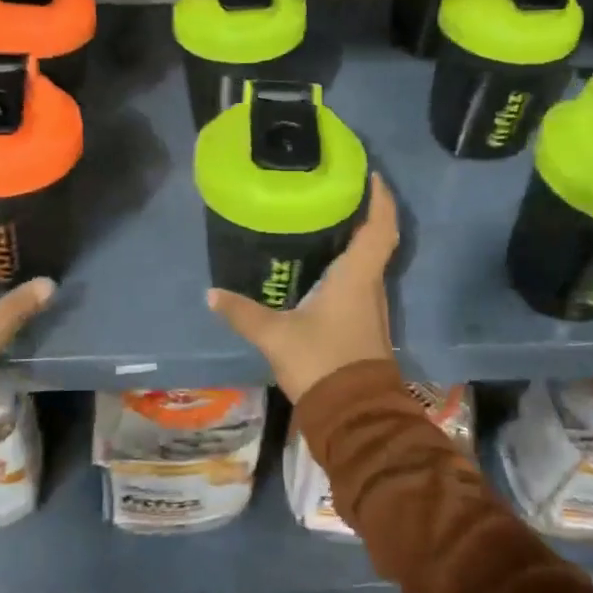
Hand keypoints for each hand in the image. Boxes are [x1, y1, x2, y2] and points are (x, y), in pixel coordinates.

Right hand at [206, 172, 398, 403]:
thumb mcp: (276, 336)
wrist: (354, 417)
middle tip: (335, 194)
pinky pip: (359, 284)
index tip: (371, 175)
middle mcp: (371, 287)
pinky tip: (321, 270)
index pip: (380, 228)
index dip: (381, 199)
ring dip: (355, 242)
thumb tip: (211, 294)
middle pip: (376, 242)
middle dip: (363, 215)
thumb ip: (243, 313)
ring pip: (368, 264)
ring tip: (324, 223)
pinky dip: (347, 268)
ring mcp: (371, 309)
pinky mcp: (364, 327)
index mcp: (357, 277)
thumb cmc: (322, 363)